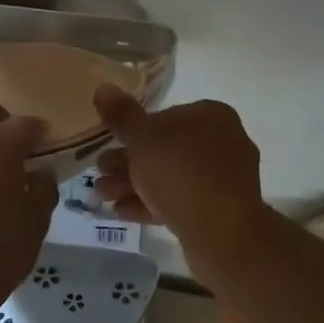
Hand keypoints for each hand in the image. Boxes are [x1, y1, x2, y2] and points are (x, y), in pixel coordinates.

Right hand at [92, 87, 266, 262]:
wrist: (223, 234)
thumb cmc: (180, 173)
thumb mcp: (142, 139)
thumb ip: (122, 115)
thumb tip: (103, 88)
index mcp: (211, 116)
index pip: (165, 115)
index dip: (133, 130)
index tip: (109, 143)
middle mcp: (223, 142)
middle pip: (165, 148)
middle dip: (128, 162)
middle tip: (99, 171)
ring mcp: (224, 179)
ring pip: (170, 176)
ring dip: (134, 184)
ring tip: (101, 195)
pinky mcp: (220, 211)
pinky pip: (181, 200)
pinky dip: (152, 203)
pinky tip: (122, 211)